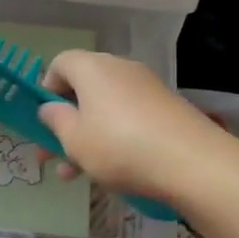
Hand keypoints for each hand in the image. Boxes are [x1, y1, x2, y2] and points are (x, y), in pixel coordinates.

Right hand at [38, 51, 220, 199]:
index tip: (44, 118)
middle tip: (52, 154)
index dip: (46, 88)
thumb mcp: (75, 140)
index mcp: (92, 68)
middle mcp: (120, 69)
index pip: (60, 63)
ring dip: (87, 136)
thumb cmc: (120, 147)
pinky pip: (129, 117)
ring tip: (76, 174)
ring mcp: (147, 87)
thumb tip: (51, 107)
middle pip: (83, 88)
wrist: (194, 163)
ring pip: (105, 108)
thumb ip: (56, 121)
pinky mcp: (167, 108)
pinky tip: (112, 170)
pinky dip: (115, 138)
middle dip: (65, 121)